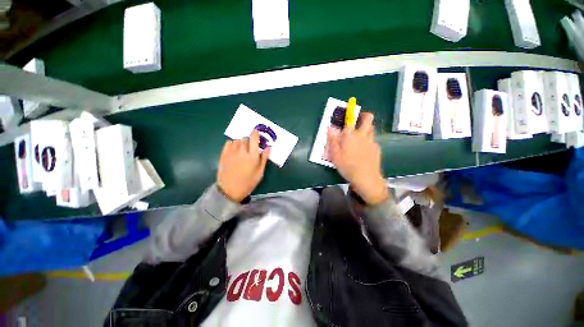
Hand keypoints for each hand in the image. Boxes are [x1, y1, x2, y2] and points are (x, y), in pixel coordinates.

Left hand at [217, 129, 270, 201]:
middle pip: (246, 138)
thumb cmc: (248, 182)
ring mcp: (231, 152)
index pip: (254, 138)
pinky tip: (235, 149)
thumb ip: (264, 158)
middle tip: (251, 146)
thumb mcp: (260, 172)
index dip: (256, 133)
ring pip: (238, 140)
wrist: (230, 190)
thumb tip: (269, 147)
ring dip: (242, 141)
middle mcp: (242, 151)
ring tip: (243, 149)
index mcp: (252, 156)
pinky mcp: (224, 154)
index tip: (257, 131)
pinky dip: (233, 143)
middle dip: (249, 140)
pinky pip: (229, 142)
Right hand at [327, 112, 388, 204]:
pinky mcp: (376, 149)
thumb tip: (330, 128)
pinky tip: (363, 150)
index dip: (350, 112)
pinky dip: (368, 140)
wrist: (366, 178)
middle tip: (358, 120)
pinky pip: (372, 140)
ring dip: (366, 128)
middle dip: (364, 115)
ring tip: (358, 137)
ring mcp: (371, 141)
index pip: (350, 119)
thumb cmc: (347, 166)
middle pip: (368, 119)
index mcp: (350, 135)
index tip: (349, 108)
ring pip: (371, 129)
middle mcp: (362, 135)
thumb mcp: (335, 155)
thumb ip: (332, 140)